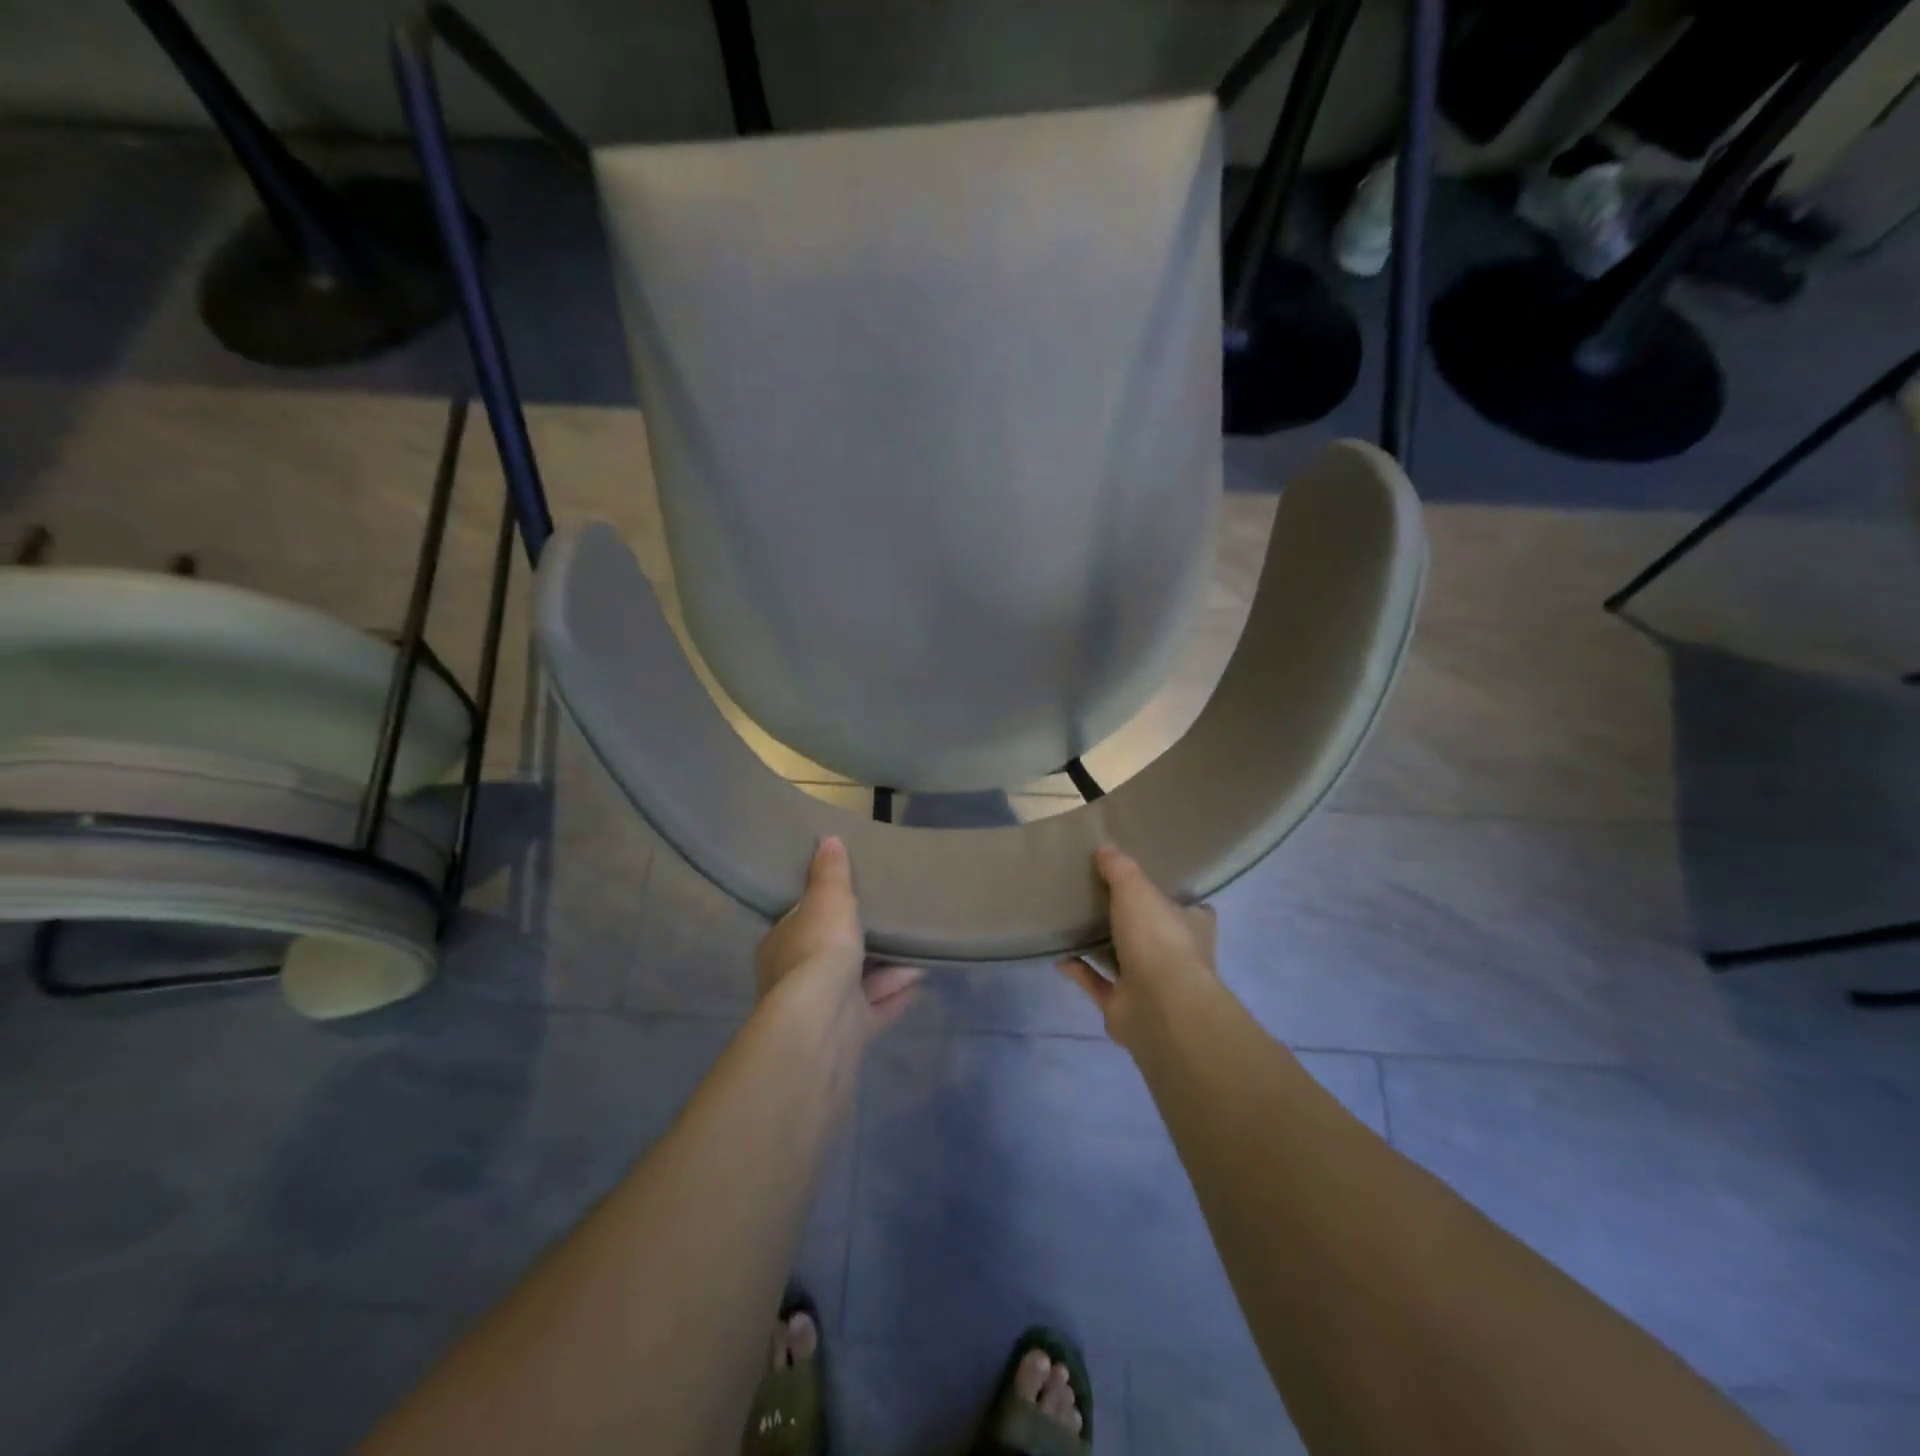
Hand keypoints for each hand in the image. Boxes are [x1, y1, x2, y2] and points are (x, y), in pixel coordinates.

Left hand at [756, 837, 922, 1036]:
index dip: (825, 908)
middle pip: (833, 953)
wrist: (823, 1022)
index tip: (851, 896)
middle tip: (892, 920)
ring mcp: (824, 1009)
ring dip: (888, 967)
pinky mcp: (850, 1033)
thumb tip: (827, 839)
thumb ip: (830, 873)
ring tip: (918, 946)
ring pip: (859, 981)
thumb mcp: (827, 899)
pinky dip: (898, 992)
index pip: (802, 920)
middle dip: (863, 940)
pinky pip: (878, 1006)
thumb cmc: (819, 949)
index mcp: (782, 944)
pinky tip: (921, 977)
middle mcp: (797, 978)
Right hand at [1055, 845, 1218, 1048]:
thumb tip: (1105, 849)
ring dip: (1102, 947)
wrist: (1159, 1006)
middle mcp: (1177, 956)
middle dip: (1133, 922)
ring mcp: (1152, 986)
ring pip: (1125, 961)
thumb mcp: (1137, 890)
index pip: (1191, 909)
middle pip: (1155, 934)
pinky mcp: (1125, 1007)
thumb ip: (1121, 869)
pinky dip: (1079, 970)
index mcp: (1193, 926)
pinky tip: (1058, 954)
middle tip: (1103, 899)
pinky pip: (1097, 984)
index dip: (1172, 897)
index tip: (1149, 883)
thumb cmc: (1158, 938)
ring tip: (1075, 924)